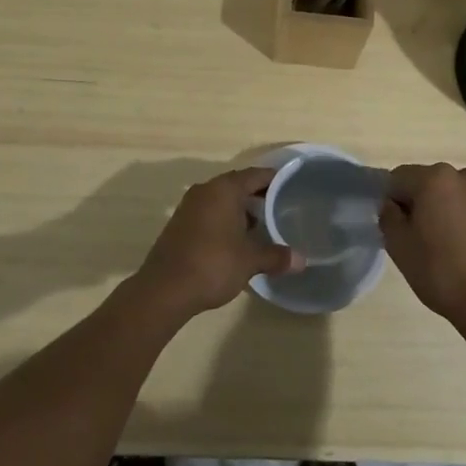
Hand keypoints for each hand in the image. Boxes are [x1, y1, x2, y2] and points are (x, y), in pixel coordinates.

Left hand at [136, 167, 300, 319]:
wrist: (164, 289)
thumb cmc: (213, 264)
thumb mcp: (250, 261)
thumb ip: (276, 256)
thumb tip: (301, 260)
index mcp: (224, 190)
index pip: (255, 175)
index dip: (273, 180)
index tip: (290, 187)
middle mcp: (205, 190)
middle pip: (237, 185)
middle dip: (257, 196)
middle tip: (279, 208)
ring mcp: (189, 206)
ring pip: (221, 200)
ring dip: (239, 210)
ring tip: (260, 227)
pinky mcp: (179, 224)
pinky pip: (208, 213)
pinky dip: (224, 221)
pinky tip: (235, 241)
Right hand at [380, 163, 465, 337]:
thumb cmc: (439, 271)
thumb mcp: (398, 245)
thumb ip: (387, 216)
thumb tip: (392, 205)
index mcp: (435, 178)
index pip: (396, 179)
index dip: (389, 202)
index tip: (393, 228)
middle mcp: (461, 175)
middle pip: (423, 182)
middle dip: (413, 204)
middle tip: (412, 238)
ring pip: (444, 194)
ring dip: (435, 209)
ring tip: (436, 243)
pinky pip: (463, 205)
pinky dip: (454, 217)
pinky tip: (456, 246)